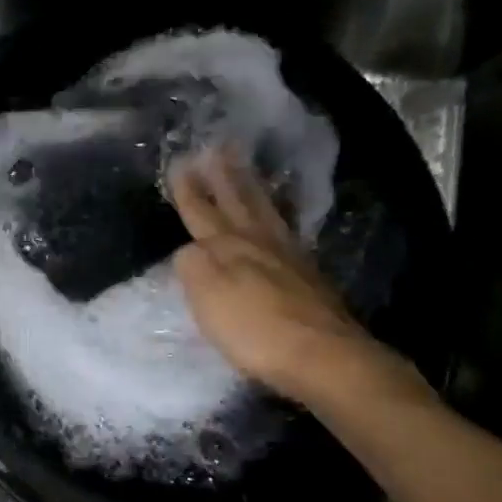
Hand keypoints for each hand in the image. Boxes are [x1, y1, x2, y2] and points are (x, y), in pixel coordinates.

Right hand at [168, 146, 386, 402]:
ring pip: (265, 212)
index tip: (180, 161)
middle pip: (239, 201)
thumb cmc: (254, 329)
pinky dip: (277, 215)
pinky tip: (277, 218)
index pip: (201, 212)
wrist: (321, 356)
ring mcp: (289, 257)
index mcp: (228, 248)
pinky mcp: (309, 276)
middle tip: (220, 146)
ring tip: (247, 169)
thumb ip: (193, 267)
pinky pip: (286, 230)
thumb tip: (189, 250)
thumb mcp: (207, 298)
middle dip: (225, 175)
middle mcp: (259, 243)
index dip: (189, 190)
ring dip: (252, 188)